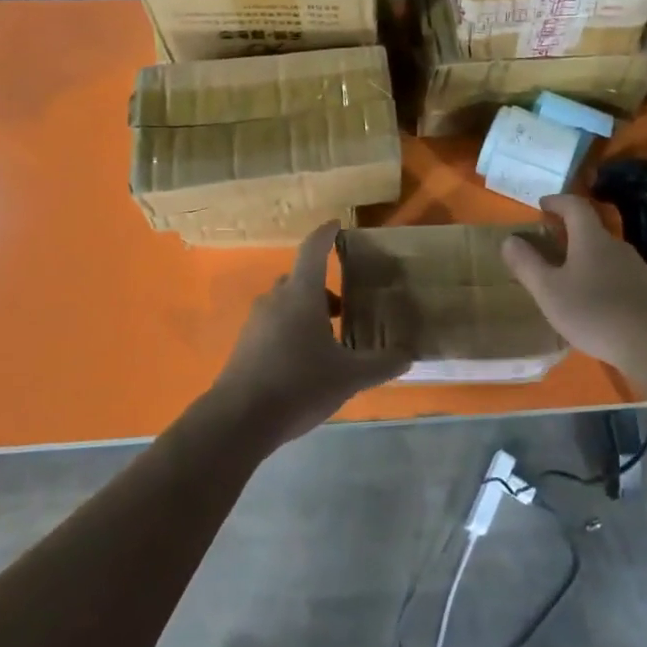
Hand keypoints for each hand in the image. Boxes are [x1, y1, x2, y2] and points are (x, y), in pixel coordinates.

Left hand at [208, 222, 410, 444]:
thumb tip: (408, 355)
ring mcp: (256, 322)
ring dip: (307, 312)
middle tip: (346, 307)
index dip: (326, 234)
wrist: (237, 421)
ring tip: (330, 340)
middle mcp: (276, 299)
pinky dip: (291, 330)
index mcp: (302, 294)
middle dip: (323, 287)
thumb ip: (382, 364)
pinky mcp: (244, 346)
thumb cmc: (298, 385)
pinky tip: (305, 362)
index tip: (338, 225)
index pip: (313, 249)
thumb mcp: (350, 377)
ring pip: (286, 303)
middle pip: (300, 278)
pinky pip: (273, 325)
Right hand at [501, 194, 646, 376]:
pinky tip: (593, 302)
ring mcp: (636, 268)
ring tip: (567, 275)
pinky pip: (616, 274)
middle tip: (549, 242)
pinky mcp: (646, 291)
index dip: (557, 201)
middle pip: (591, 229)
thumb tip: (509, 239)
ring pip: (604, 253)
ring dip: (584, 256)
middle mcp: (616, 245)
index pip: (575, 206)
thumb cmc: (595, 312)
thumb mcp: (549, 291)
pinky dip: (599, 277)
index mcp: (591, 238)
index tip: (542, 204)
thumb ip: (527, 264)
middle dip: (569, 231)